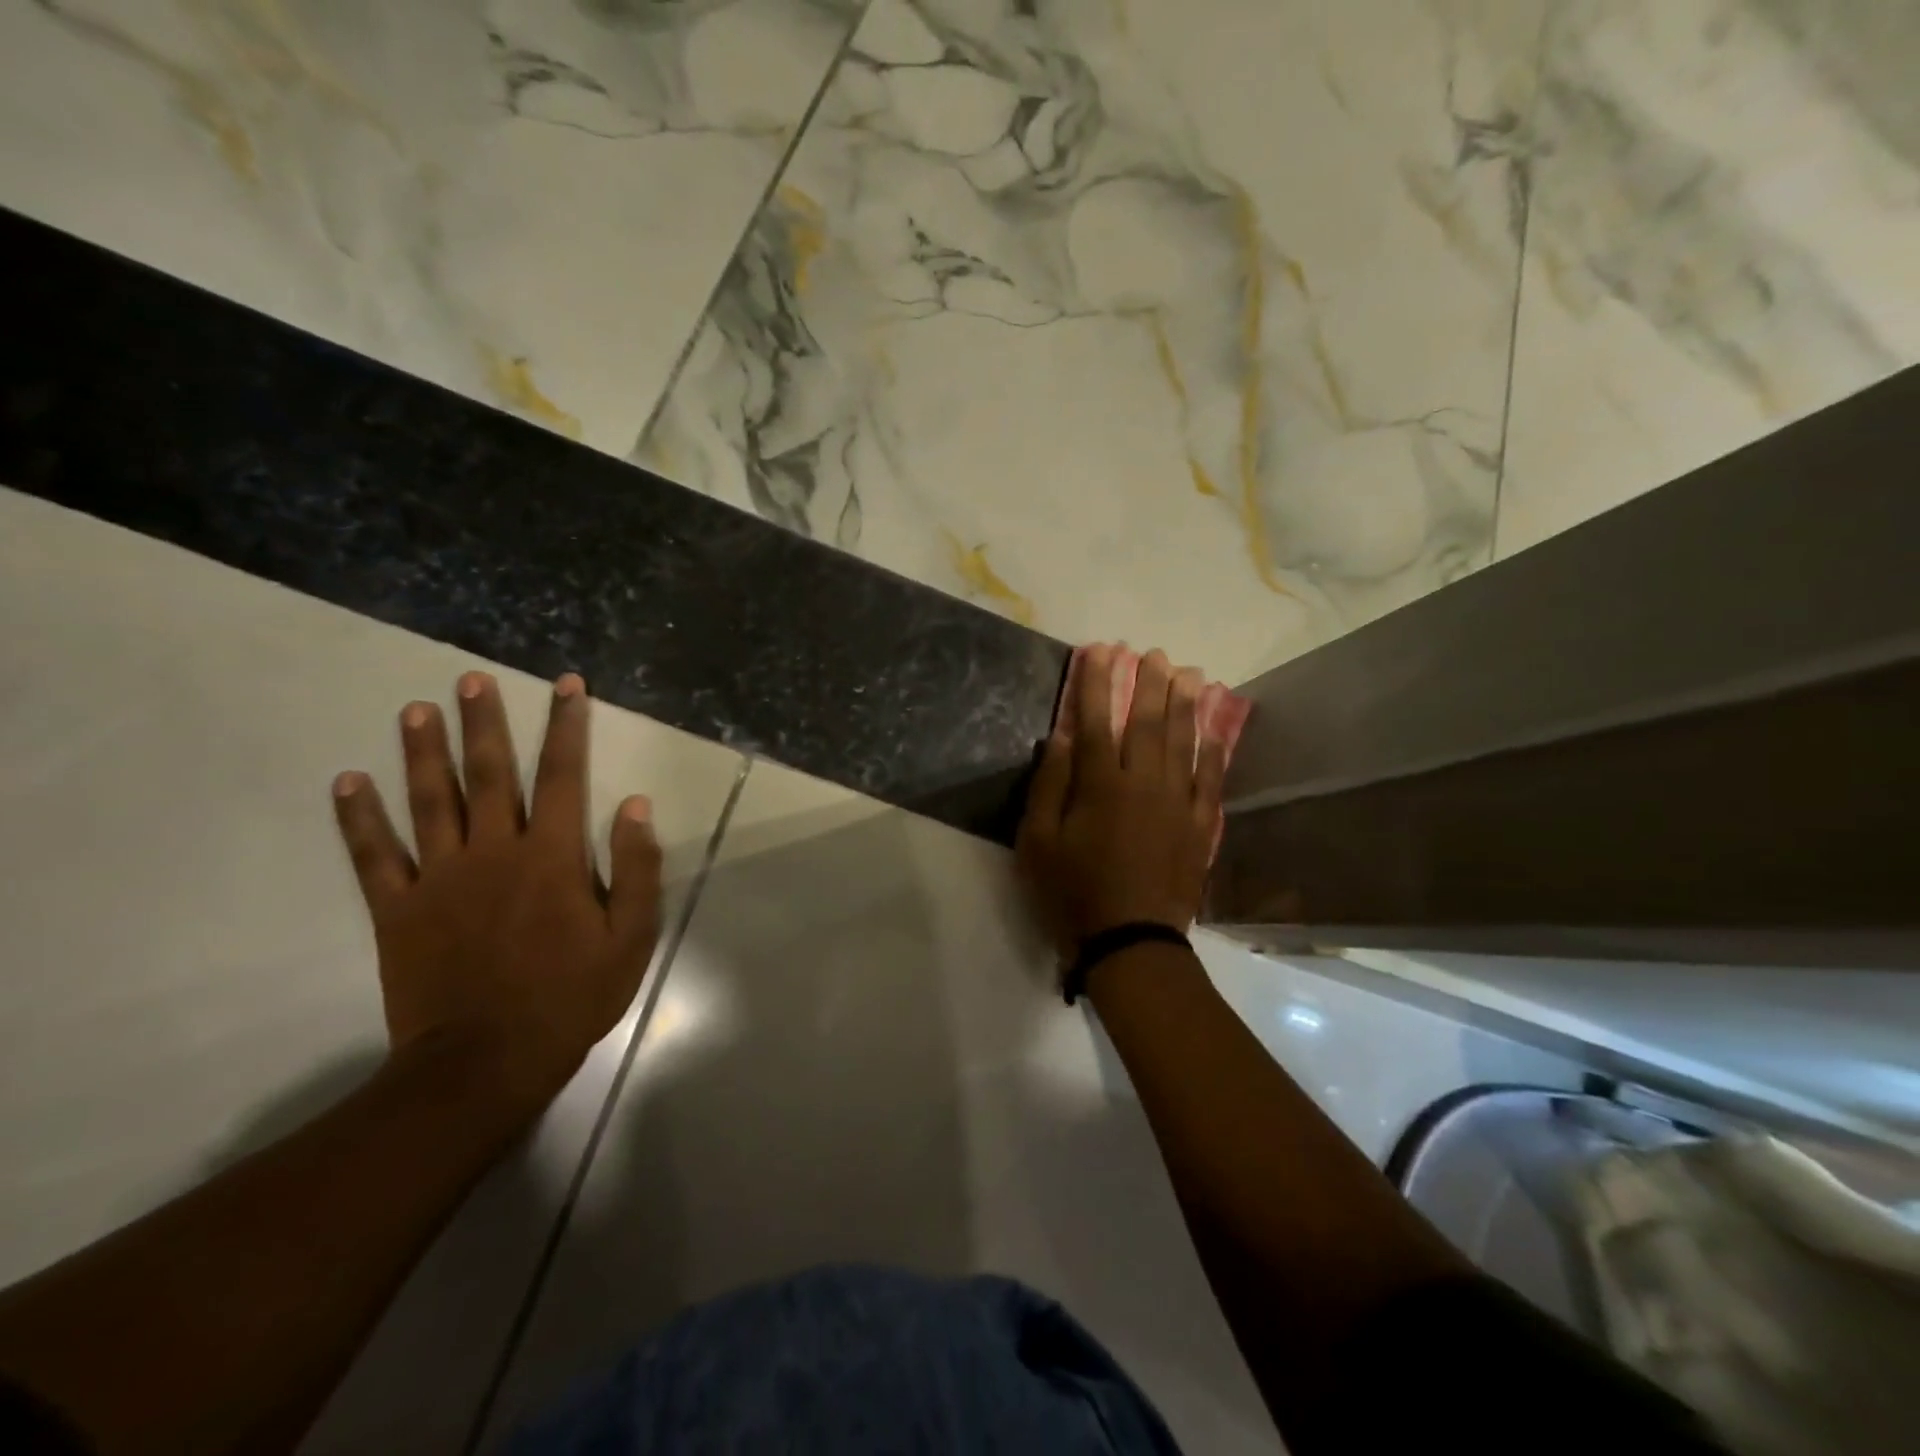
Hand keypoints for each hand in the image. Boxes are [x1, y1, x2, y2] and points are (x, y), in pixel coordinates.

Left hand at [331, 671, 661, 1114]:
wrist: (487, 1060)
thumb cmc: (571, 995)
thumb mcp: (631, 936)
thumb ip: (635, 867)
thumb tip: (636, 804)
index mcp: (553, 857)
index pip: (563, 775)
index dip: (566, 726)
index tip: (566, 686)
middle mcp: (494, 852)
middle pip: (488, 775)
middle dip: (483, 723)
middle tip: (469, 680)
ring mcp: (439, 878)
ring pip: (428, 802)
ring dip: (421, 753)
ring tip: (414, 710)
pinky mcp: (398, 910)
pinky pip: (373, 856)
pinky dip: (358, 818)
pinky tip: (347, 782)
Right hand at [1016, 644, 1227, 962]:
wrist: (1130, 942)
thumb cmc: (1072, 893)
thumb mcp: (1038, 842)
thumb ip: (1049, 785)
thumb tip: (1060, 736)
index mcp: (1100, 785)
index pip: (1096, 719)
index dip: (1096, 683)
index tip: (1099, 650)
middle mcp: (1144, 784)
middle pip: (1148, 723)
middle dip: (1150, 684)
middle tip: (1155, 653)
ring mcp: (1179, 804)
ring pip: (1185, 743)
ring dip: (1186, 706)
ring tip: (1190, 674)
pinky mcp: (1200, 827)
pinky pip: (1211, 780)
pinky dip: (1213, 752)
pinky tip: (1215, 731)